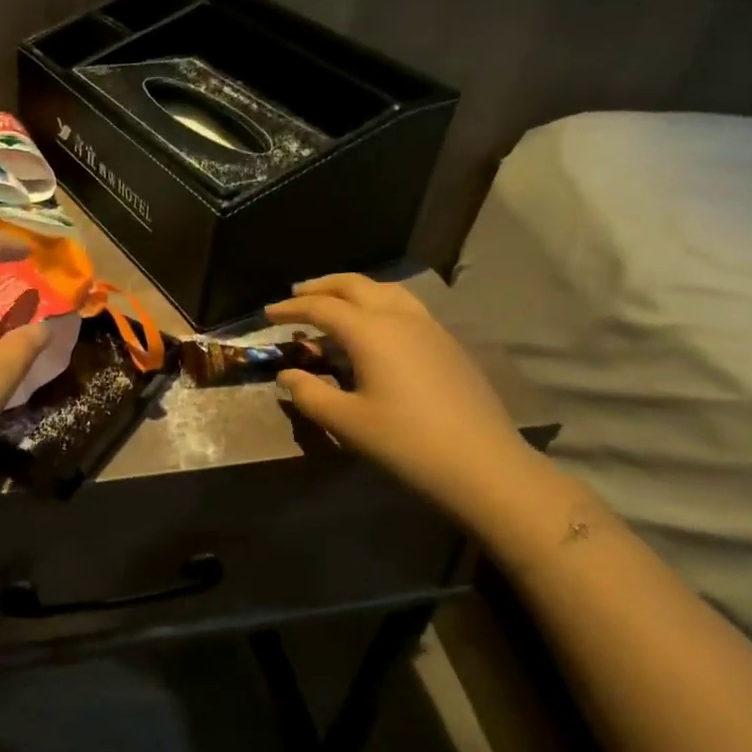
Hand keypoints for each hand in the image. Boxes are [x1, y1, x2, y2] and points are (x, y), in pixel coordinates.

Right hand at [265, 274, 560, 531]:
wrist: (484, 466)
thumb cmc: (406, 443)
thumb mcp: (347, 422)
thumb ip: (309, 394)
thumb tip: (288, 375)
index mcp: (370, 332)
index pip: (321, 307)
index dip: (291, 308)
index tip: (268, 314)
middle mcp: (399, 318)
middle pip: (355, 285)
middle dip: (322, 287)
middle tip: (297, 295)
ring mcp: (430, 328)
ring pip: (386, 290)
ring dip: (354, 290)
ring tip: (336, 302)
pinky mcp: (449, 344)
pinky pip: (406, 307)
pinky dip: (379, 304)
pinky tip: (376, 328)